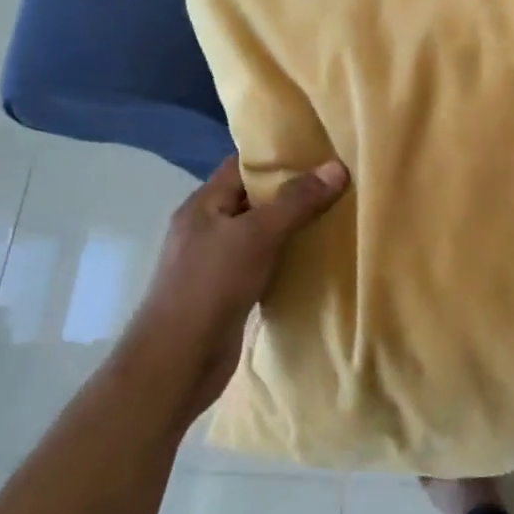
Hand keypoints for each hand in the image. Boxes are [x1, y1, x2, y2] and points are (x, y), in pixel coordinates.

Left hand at [124, 155, 348, 411]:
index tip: (318, 152)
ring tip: (334, 217)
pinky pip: (262, 265)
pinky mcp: (227, 293)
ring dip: (291, 228)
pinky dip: (286, 260)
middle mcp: (206, 229)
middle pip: (253, 200)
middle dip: (291, 192)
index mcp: (203, 206)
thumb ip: (296, 201)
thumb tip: (336, 167)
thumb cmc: (211, 286)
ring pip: (260, 234)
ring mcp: (215, 263)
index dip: (276, 157)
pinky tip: (314, 260)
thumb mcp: (257, 235)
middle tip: (336, 183)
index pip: (240, 167)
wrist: (177, 362)